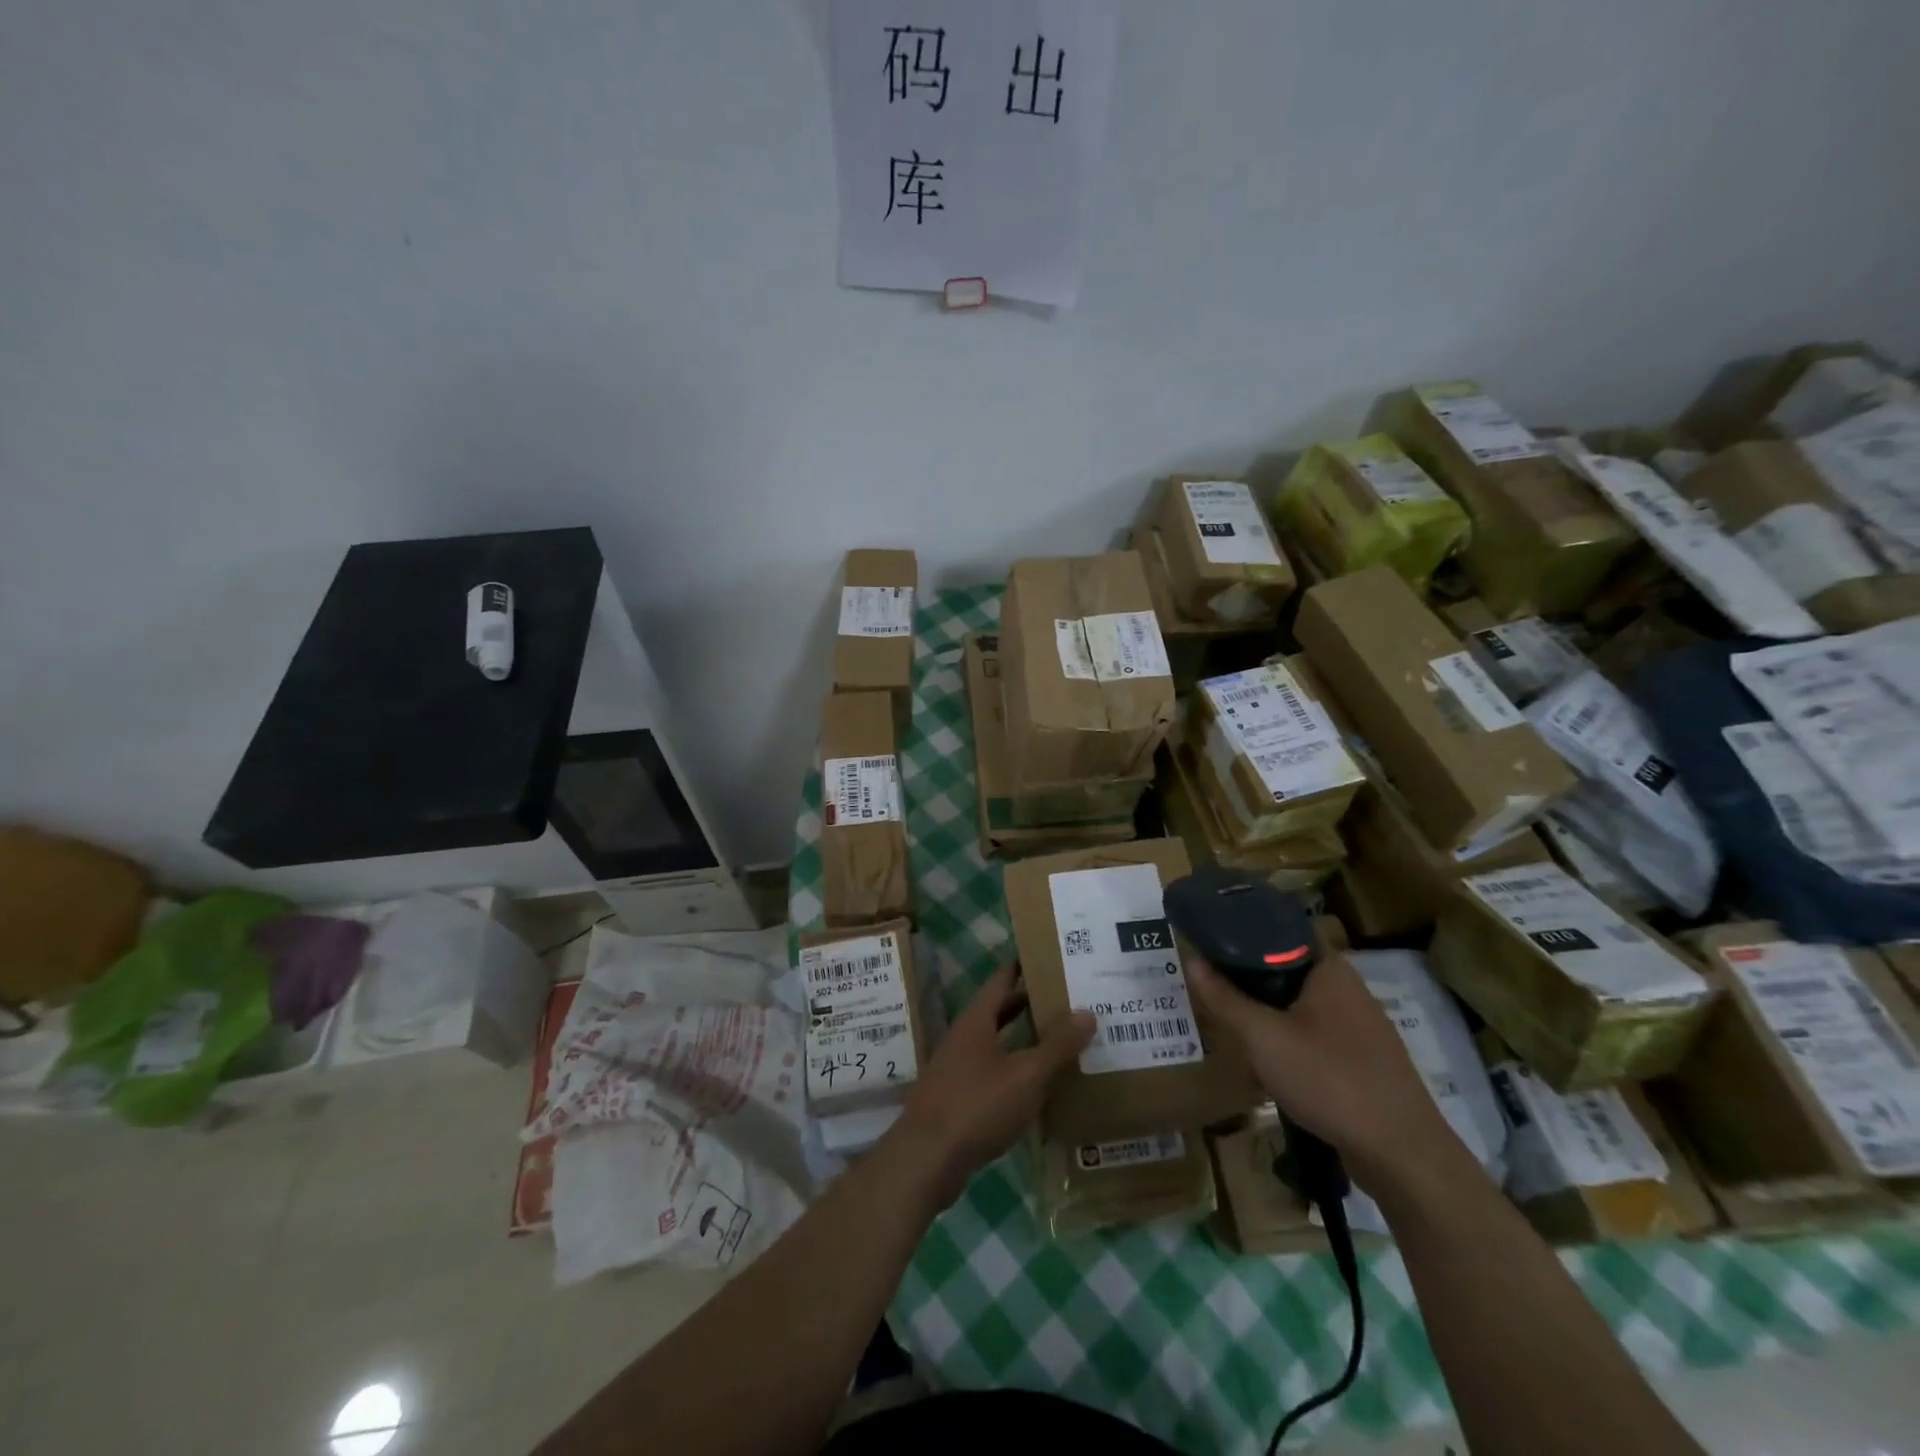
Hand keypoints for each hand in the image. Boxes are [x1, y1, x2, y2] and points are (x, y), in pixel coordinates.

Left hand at [889, 962, 1095, 1209]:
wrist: (926, 1159)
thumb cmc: (976, 1105)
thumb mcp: (1026, 1075)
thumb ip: (1057, 1045)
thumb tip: (1087, 1011)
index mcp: (976, 1020)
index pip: (1001, 980)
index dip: (1023, 966)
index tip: (1049, 955)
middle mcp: (964, 1037)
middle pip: (999, 1011)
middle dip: (1030, 1003)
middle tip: (1068, 998)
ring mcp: (958, 1068)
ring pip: (997, 1043)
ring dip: (1025, 1040)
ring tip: (1062, 1039)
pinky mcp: (958, 1099)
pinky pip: (993, 1073)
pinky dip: (1016, 1071)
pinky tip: (1039, 1085)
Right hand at [1186, 953, 1455, 1189]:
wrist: (1402, 1155)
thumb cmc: (1330, 1079)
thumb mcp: (1263, 1037)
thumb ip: (1225, 999)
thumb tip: (1191, 960)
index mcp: (1330, 969)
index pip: (1281, 930)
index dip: (1243, 932)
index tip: (1209, 942)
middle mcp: (1348, 989)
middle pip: (1286, 969)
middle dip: (1247, 978)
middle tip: (1209, 984)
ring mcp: (1360, 1027)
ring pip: (1299, 1006)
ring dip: (1266, 1012)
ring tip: (1228, 1021)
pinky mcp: (1363, 1061)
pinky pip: (1314, 1036)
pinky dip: (1287, 1039)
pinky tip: (1265, 1061)